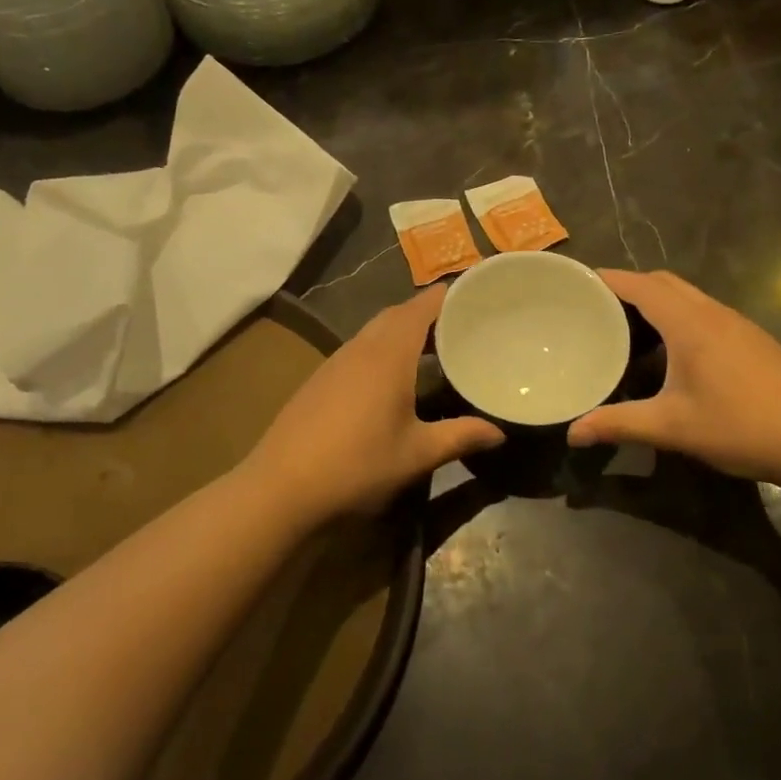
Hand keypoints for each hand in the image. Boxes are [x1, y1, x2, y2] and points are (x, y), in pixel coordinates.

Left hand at [243, 284, 503, 524]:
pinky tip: (390, 378)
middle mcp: (361, 347)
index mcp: (389, 354)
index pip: (421, 307)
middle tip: (460, 324)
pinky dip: (382, 348)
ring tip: (432, 348)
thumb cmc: (357, 464)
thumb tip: (500, 433)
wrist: (281, 486)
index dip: (447, 295)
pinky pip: (358, 348)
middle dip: (427, 312)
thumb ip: (460, 437)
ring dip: (402, 330)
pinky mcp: (319, 378)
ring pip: (374, 330)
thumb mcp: (416, 454)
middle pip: (397, 314)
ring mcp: (335, 361)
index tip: (474, 293)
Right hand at [567, 270, 780, 483]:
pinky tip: (672, 354)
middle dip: (629, 287)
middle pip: (664, 283)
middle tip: (597, 309)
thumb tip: (573, 434)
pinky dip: (679, 317)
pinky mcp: (753, 339)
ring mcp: (738, 324)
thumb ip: (619, 425)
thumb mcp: (672, 427)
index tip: (577, 283)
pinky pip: (705, 312)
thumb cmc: (740, 426)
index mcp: (690, 324)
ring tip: (627, 329)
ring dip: (656, 302)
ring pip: (688, 296)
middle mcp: (713, 313)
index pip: (641, 285)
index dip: (608, 279)